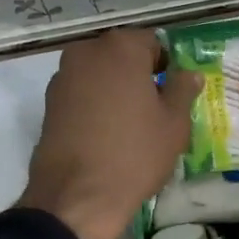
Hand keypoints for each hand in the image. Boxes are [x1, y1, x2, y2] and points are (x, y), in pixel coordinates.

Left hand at [19, 29, 201, 238]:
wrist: (76, 197)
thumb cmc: (134, 154)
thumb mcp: (174, 124)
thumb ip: (183, 90)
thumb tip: (189, 73)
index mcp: (121, 47)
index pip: (152, 42)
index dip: (166, 66)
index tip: (173, 93)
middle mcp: (87, 51)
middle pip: (122, 55)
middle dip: (138, 75)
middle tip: (154, 109)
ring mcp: (63, 76)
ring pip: (100, 74)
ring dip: (115, 89)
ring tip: (130, 125)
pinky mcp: (48, 103)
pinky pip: (82, 94)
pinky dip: (95, 105)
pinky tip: (105, 134)